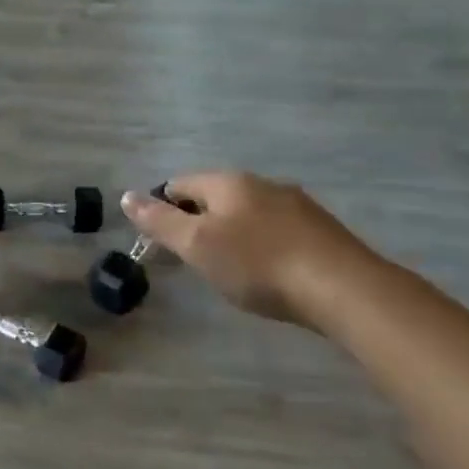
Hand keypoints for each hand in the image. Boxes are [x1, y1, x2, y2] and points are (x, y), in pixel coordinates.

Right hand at [120, 172, 382, 328]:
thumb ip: (160, 221)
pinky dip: (261, 244)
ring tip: (228, 267)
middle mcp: (261, 183)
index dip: (163, 207)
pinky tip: (268, 270)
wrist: (341, 287)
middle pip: (215, 196)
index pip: (181, 183)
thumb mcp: (198, 246)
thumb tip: (126, 196)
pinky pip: (276, 229)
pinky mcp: (319, 229)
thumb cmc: (258, 264)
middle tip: (192, 258)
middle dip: (198, 220)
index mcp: (228, 182)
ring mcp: (295, 203)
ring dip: (232, 232)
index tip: (160, 241)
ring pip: (248, 211)